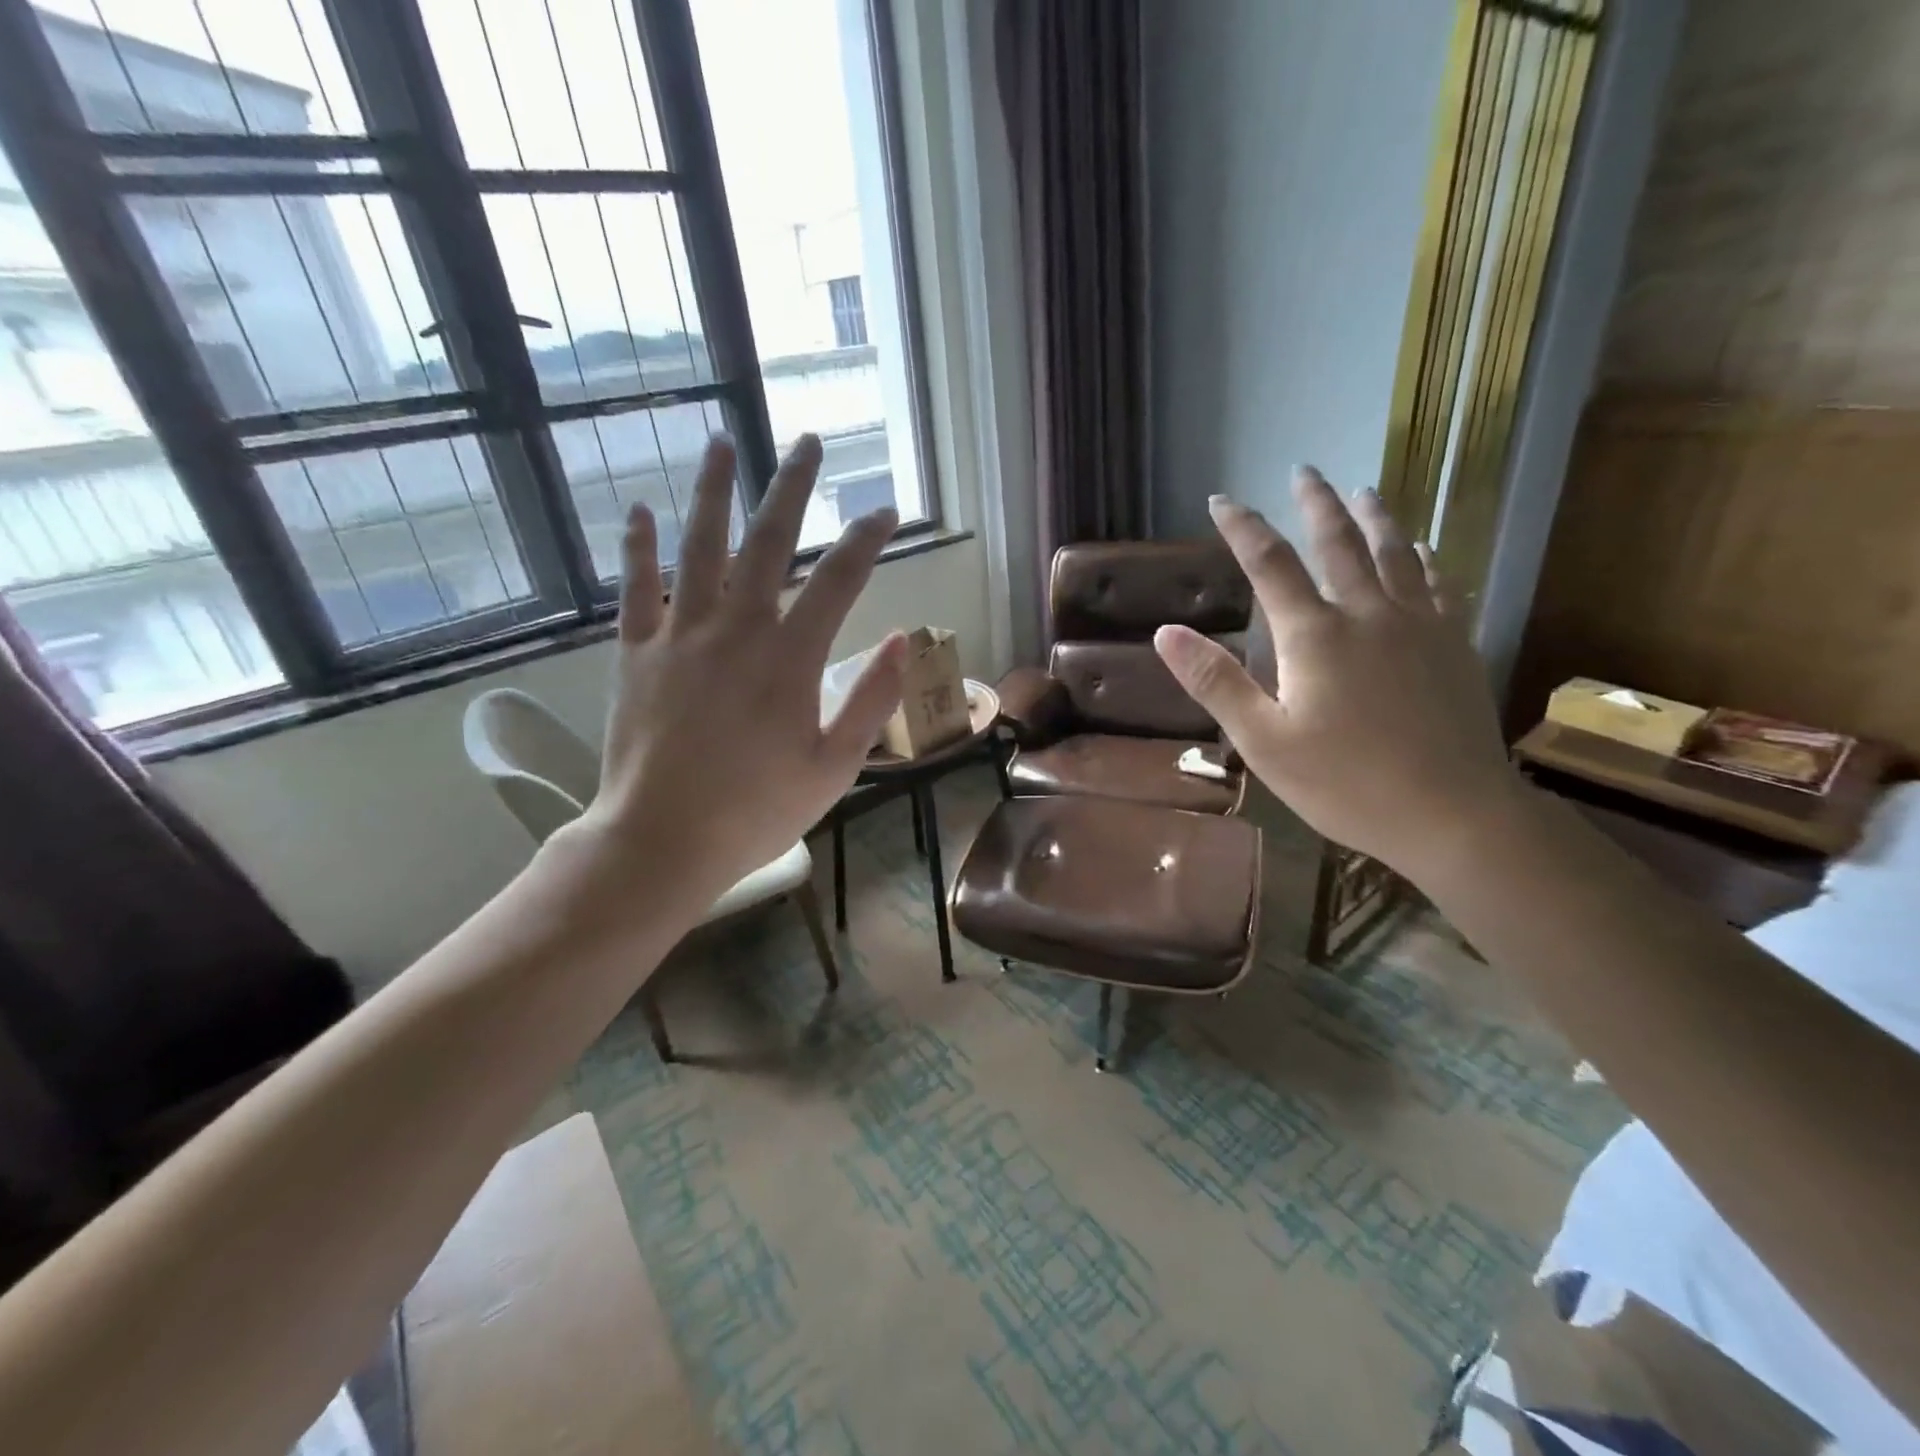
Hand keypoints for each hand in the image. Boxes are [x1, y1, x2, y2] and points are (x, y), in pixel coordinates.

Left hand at [567, 434, 905, 903]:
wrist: (662, 840)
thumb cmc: (756, 811)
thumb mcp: (834, 767)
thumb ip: (870, 700)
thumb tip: (904, 640)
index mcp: (790, 659)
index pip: (839, 580)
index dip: (866, 540)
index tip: (885, 512)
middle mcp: (736, 629)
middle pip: (768, 541)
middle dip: (793, 487)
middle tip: (808, 441)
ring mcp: (680, 635)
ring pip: (699, 547)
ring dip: (714, 492)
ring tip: (724, 443)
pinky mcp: (636, 653)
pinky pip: (635, 587)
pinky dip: (638, 547)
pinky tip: (639, 510)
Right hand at [1153, 467, 1521, 876]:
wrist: (1454, 814)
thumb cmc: (1346, 783)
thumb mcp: (1264, 741)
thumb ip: (1216, 682)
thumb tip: (1167, 632)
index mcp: (1315, 635)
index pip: (1270, 564)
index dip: (1243, 528)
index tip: (1222, 500)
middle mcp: (1368, 613)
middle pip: (1340, 542)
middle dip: (1315, 503)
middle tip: (1303, 470)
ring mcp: (1420, 625)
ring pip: (1396, 552)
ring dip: (1374, 516)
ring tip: (1363, 490)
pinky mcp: (1455, 644)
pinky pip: (1439, 584)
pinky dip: (1424, 559)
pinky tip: (1423, 551)